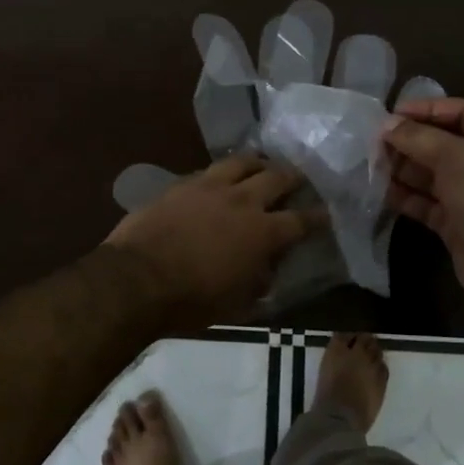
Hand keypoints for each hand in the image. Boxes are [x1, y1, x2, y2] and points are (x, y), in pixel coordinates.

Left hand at [103, 156, 323, 327]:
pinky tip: (221, 176)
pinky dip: (224, 172)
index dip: (317, 217)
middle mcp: (242, 201)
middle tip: (299, 179)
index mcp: (262, 233)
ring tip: (262, 165)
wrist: (137, 279)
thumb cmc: (191, 301)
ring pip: (243, 161)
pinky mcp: (183, 183)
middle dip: (293, 177)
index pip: (301, 220)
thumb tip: (267, 268)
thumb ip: (259, 281)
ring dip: (259, 163)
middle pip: (277, 177)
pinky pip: (211, 169)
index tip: (326, 214)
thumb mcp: (237, 303)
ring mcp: (211, 186)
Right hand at [382, 98, 463, 325]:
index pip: (463, 112)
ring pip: (433, 175)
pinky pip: (428, 203)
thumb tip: (387, 124)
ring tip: (372, 164)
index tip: (392, 113)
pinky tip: (381, 191)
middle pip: (444, 143)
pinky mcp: (459, 225)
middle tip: (374, 141)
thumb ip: (419, 137)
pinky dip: (407, 197)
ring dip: (404, 168)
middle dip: (411, 141)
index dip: (428, 109)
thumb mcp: (457, 158)